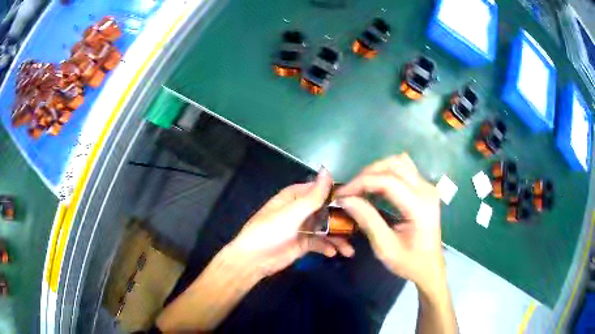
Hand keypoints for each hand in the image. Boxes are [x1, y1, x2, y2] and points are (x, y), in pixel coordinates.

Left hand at [228, 168, 353, 278]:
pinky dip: (328, 247)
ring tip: (349, 249)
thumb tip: (327, 171)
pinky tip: (334, 253)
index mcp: (295, 197)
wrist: (254, 260)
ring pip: (325, 228)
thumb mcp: (293, 213)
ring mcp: (302, 227)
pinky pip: (320, 242)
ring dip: (337, 237)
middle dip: (341, 220)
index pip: (320, 190)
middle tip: (358, 227)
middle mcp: (300, 210)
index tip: (357, 200)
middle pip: (326, 210)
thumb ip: (313, 195)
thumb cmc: (271, 231)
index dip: (337, 194)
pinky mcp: (303, 243)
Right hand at [335, 154, 444, 293]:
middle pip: (394, 165)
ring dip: (377, 170)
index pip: (387, 181)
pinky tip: (377, 186)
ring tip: (362, 187)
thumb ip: (367, 220)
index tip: (341, 194)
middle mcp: (426, 190)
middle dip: (367, 174)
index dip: (360, 183)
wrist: (430, 267)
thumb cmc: (409, 262)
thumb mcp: (385, 247)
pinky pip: (404, 169)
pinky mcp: (425, 188)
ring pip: (399, 162)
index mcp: (420, 206)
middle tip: (350, 191)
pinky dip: (387, 172)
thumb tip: (346, 199)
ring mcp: (428, 187)